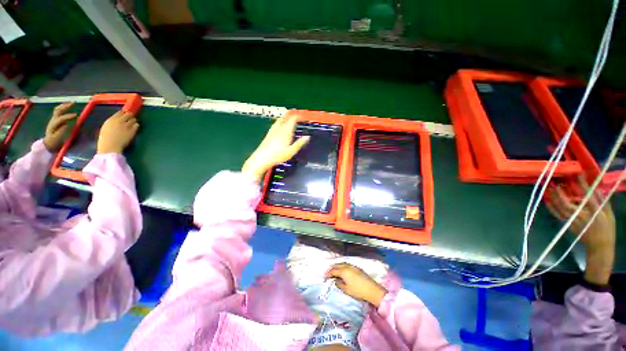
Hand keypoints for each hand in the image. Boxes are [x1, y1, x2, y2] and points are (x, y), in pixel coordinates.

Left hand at [43, 102, 77, 151]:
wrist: (48, 143)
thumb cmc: (54, 142)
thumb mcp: (58, 138)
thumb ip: (62, 131)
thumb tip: (67, 124)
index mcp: (53, 125)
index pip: (61, 118)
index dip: (68, 116)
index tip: (77, 115)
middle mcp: (53, 120)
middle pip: (58, 110)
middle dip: (65, 106)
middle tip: (74, 103)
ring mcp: (53, 119)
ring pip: (58, 109)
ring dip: (64, 105)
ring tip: (71, 102)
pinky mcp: (55, 120)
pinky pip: (59, 111)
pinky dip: (63, 108)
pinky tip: (68, 107)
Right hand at [97, 111, 138, 153]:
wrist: (110, 146)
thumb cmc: (105, 138)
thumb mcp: (106, 127)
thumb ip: (112, 122)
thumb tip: (118, 119)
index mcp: (111, 119)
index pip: (120, 112)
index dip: (124, 113)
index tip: (125, 114)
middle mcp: (119, 121)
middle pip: (128, 114)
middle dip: (130, 115)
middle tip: (131, 118)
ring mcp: (126, 125)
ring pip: (133, 119)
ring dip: (134, 121)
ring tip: (133, 123)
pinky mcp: (132, 130)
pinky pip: (137, 125)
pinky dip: (136, 126)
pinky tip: (135, 127)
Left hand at [242, 113, 309, 182]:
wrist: (262, 158)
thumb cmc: (278, 156)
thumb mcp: (291, 151)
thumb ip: (299, 143)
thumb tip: (308, 137)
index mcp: (286, 131)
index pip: (292, 119)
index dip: (298, 116)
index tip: (303, 117)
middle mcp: (279, 128)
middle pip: (285, 117)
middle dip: (292, 115)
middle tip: (297, 116)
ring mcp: (272, 130)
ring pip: (280, 120)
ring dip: (286, 117)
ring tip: (290, 119)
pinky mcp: (268, 133)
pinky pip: (276, 124)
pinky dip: (281, 122)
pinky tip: (281, 126)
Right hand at [325, 263, 387, 307]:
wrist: (371, 289)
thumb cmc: (358, 291)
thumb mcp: (346, 289)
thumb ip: (339, 284)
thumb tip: (335, 280)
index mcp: (343, 271)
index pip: (333, 271)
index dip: (328, 273)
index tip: (325, 277)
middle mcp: (347, 266)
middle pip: (337, 265)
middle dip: (332, 268)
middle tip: (329, 273)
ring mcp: (352, 266)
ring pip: (342, 264)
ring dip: (337, 266)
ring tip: (335, 271)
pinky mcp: (357, 268)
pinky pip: (347, 264)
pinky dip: (342, 266)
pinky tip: (343, 270)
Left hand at [546, 177, 615, 284]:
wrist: (599, 247)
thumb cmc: (607, 229)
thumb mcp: (609, 214)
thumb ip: (602, 201)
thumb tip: (596, 187)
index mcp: (595, 212)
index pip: (588, 195)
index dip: (582, 184)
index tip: (577, 174)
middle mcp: (582, 216)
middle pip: (567, 203)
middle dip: (559, 192)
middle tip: (554, 182)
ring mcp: (573, 221)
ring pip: (560, 208)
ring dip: (553, 198)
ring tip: (548, 188)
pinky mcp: (569, 225)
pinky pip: (558, 215)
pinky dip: (552, 207)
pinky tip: (547, 200)